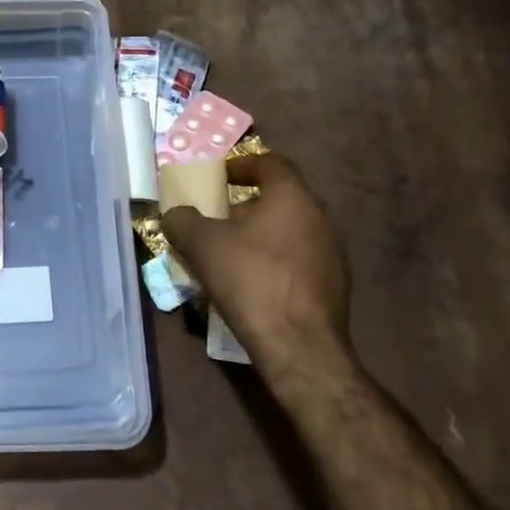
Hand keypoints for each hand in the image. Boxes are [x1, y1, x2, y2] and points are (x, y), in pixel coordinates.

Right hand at [161, 153, 354, 387]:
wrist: (299, 346)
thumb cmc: (251, 280)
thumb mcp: (202, 245)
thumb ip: (182, 220)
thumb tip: (175, 215)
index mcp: (292, 197)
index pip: (271, 163)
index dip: (242, 164)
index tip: (220, 176)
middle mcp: (320, 218)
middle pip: (280, 199)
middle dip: (246, 207)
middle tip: (217, 221)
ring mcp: (332, 254)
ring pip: (290, 232)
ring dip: (260, 237)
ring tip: (230, 256)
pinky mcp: (334, 287)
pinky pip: (298, 261)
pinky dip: (274, 263)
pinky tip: (252, 285)